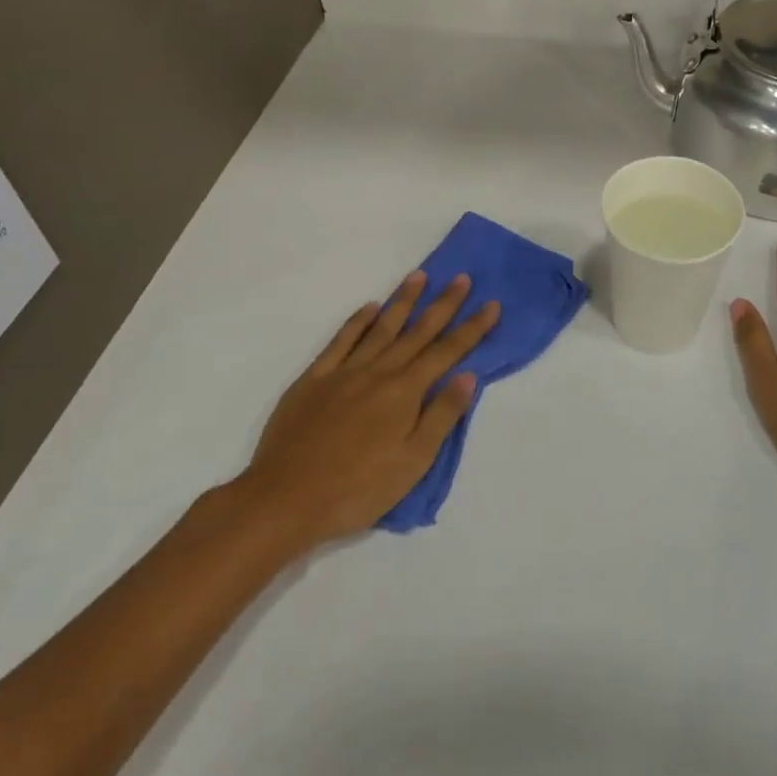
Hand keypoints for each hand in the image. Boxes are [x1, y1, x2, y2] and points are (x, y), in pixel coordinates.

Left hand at [240, 272, 499, 549]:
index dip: (472, 328)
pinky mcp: (313, 379)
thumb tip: (468, 376)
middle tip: (462, 278)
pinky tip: (369, 308)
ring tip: (419, 277)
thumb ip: (441, 416)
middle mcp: (378, 372)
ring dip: (403, 301)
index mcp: (405, 393)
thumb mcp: (412, 462)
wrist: (284, 499)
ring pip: (380, 327)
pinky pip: (340, 340)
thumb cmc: (357, 489)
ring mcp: (343, 371)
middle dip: (443, 304)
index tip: (492, 304)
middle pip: (418, 331)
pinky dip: (357, 321)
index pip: (447, 352)